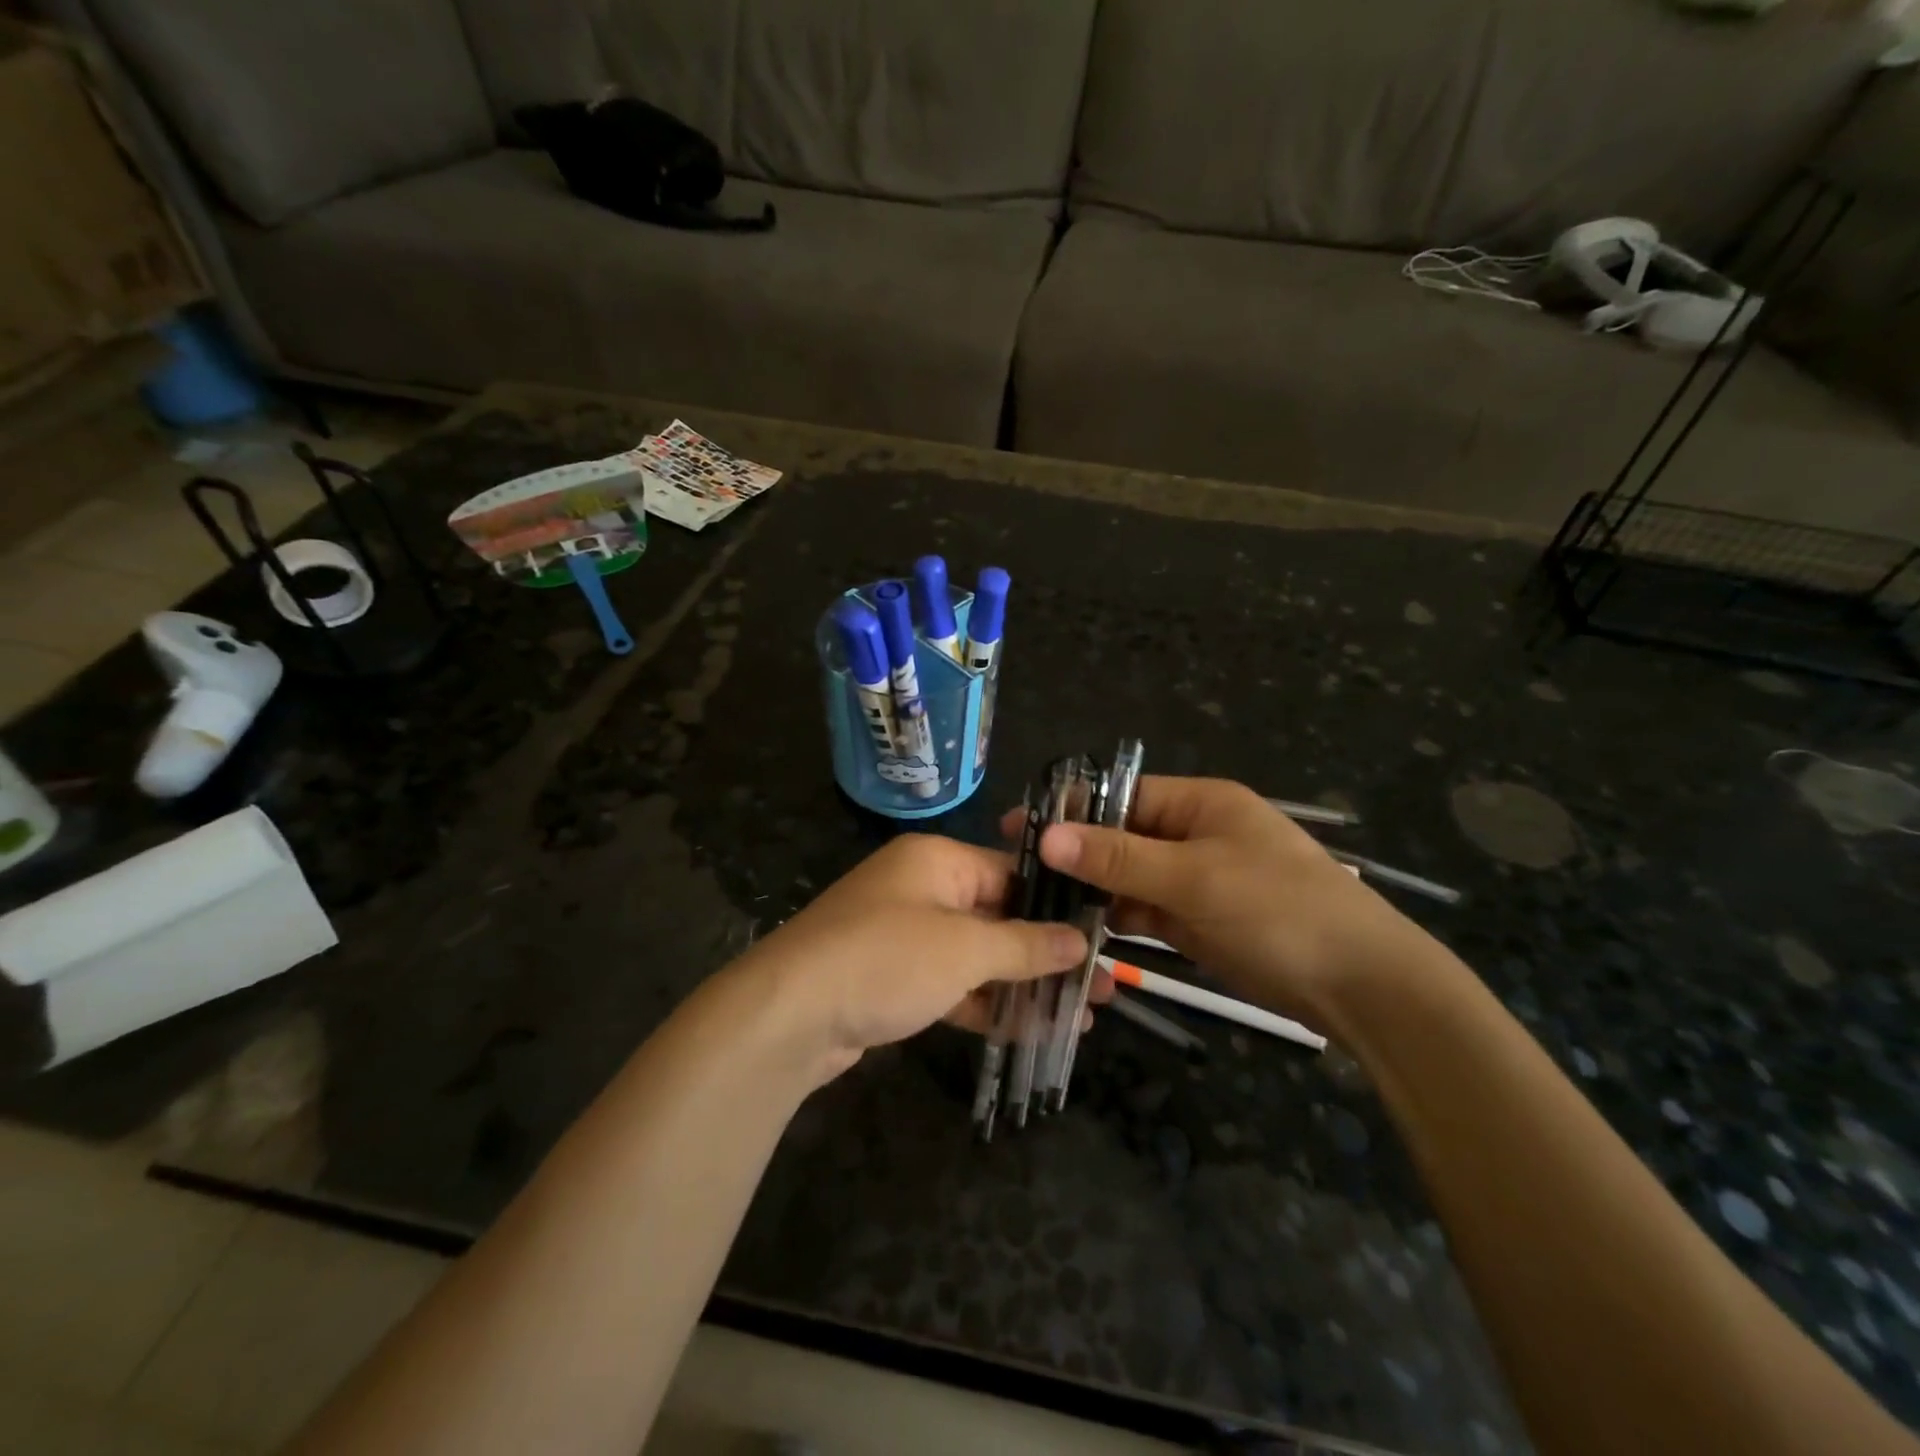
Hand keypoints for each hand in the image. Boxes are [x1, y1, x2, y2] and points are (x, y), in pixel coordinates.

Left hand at [737, 835, 1090, 1083]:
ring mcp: (904, 936)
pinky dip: (984, 1005)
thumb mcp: (964, 949)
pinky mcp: (892, 980)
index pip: (1012, 873)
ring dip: (1022, 986)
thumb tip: (1079, 940)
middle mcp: (921, 889)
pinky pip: (950, 985)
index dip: (1058, 905)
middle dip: (1048, 954)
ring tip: (1079, 1017)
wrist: (787, 1016)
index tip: (1102, 936)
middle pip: (998, 918)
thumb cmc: (886, 960)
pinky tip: (1028, 1032)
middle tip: (1101, 988)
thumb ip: (1025, 945)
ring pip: (976, 957)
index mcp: (937, 861)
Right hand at [1010, 776, 1425, 1017]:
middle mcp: (1193, 834)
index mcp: (1199, 803)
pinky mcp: (1197, 921)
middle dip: (1075, 854)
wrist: (1361, 987)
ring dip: (1091, 890)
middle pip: (1120, 837)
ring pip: (1128, 878)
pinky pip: (1144, 911)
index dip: (1071, 810)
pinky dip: (1115, 919)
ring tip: (1035, 904)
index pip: (1120, 796)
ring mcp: (1195, 880)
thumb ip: (1119, 857)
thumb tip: (1046, 835)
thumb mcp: (1195, 878)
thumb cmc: (1279, 910)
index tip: (1017, 830)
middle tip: (1016, 874)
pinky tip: (1076, 931)